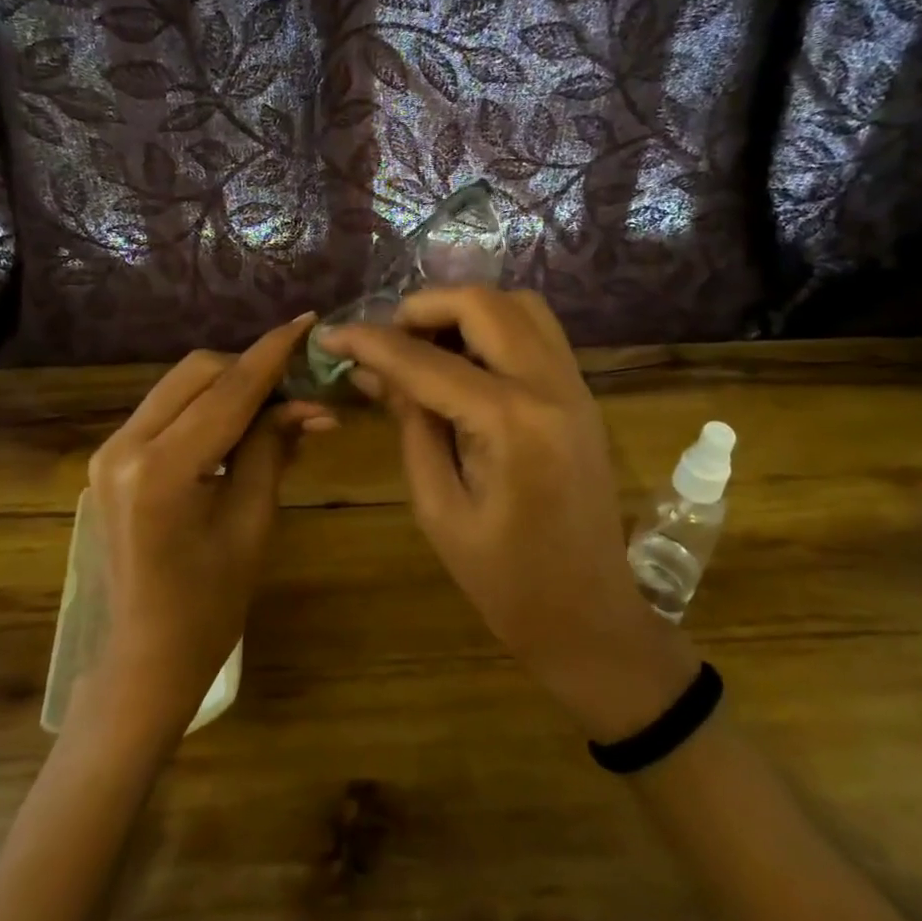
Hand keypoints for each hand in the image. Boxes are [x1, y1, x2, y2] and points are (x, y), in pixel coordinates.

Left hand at [78, 315, 334, 741]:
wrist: (147, 654)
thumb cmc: (211, 604)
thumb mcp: (252, 522)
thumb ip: (272, 449)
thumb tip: (310, 404)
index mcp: (160, 470)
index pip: (228, 392)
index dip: (272, 353)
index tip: (308, 321)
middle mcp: (123, 447)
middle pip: (198, 373)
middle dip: (251, 370)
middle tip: (299, 390)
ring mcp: (109, 451)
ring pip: (181, 386)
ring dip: (229, 386)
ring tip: (276, 410)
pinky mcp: (110, 458)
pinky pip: (167, 411)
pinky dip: (206, 408)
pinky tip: (239, 428)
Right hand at [320, 289, 695, 739]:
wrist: (590, 616)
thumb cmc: (505, 581)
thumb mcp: (439, 507)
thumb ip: (410, 425)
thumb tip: (372, 370)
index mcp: (511, 423)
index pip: (426, 360)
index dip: (371, 342)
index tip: (331, 336)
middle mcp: (551, 387)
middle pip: (484, 304)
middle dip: (423, 307)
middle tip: (386, 338)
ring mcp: (576, 387)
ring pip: (520, 306)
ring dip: (465, 311)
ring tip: (425, 345)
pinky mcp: (583, 396)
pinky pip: (538, 333)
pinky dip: (496, 328)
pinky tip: (464, 363)